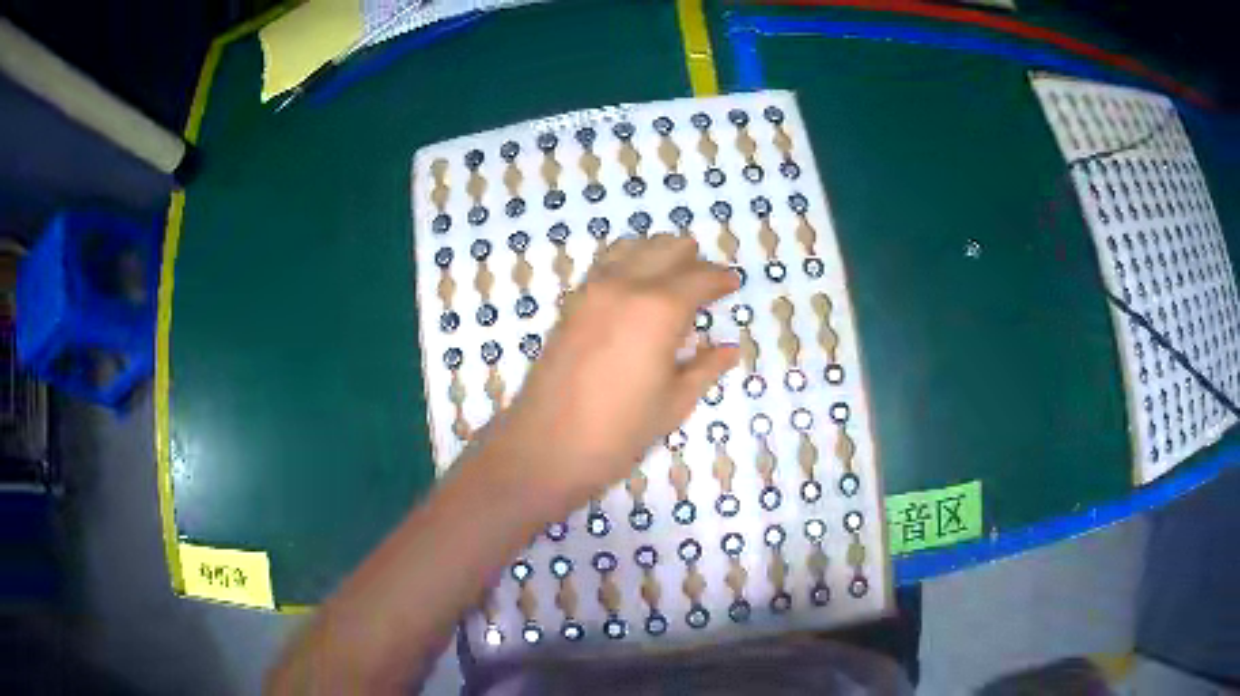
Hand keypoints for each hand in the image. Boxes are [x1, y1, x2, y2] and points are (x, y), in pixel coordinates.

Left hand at [473, 234, 739, 511]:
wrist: (547, 443)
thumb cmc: (620, 430)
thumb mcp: (674, 403)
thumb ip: (705, 368)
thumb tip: (730, 349)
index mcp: (660, 309)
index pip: (700, 277)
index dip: (721, 279)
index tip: (733, 283)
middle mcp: (626, 285)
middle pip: (666, 248)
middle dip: (692, 258)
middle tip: (706, 281)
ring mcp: (593, 289)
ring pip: (632, 247)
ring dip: (658, 253)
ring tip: (673, 276)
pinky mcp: (572, 302)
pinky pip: (606, 263)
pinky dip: (628, 261)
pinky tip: (636, 285)